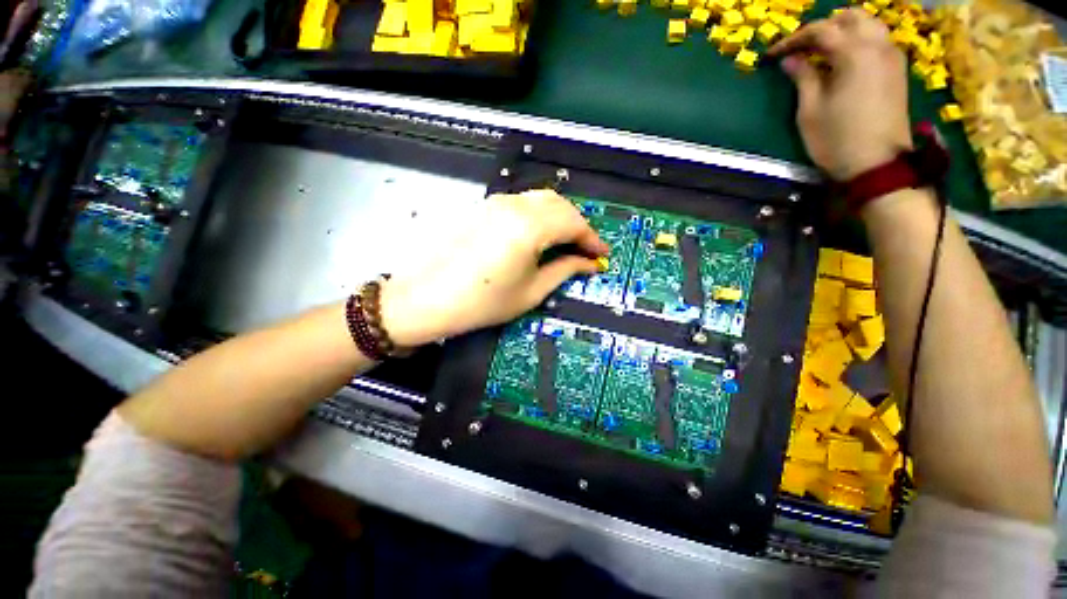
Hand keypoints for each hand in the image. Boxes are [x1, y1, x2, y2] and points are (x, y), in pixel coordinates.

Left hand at [380, 190, 609, 345]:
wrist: (426, 298)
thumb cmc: (482, 302)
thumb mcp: (531, 291)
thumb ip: (564, 271)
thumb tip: (588, 263)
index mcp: (529, 226)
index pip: (574, 223)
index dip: (592, 239)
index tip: (601, 255)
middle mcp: (514, 205)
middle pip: (559, 205)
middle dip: (578, 225)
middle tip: (584, 250)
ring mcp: (495, 202)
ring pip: (540, 201)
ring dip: (558, 218)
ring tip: (564, 244)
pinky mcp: (482, 207)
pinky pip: (521, 205)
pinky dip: (538, 216)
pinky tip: (538, 236)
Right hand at [769, 9, 912, 181]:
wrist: (877, 164)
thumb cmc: (837, 139)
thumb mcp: (810, 110)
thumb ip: (802, 78)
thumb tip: (789, 61)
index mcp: (854, 53)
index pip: (820, 31)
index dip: (793, 39)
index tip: (774, 54)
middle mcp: (877, 46)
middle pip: (851, 17)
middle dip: (823, 27)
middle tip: (801, 46)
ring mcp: (892, 57)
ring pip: (869, 25)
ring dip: (844, 30)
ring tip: (822, 49)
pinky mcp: (897, 71)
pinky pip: (878, 41)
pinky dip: (859, 41)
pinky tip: (844, 59)